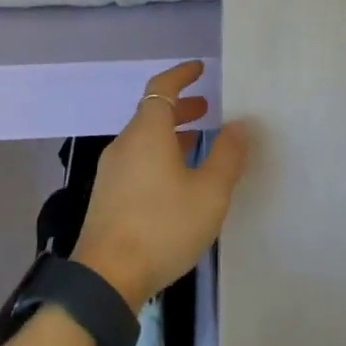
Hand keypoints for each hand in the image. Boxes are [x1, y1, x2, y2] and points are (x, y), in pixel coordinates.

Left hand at [74, 62, 248, 306]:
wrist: (107, 275)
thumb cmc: (162, 226)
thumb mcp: (208, 193)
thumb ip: (226, 156)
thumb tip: (239, 124)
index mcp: (147, 133)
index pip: (161, 89)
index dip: (181, 75)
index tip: (199, 69)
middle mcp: (125, 144)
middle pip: (151, 113)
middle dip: (180, 108)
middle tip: (207, 111)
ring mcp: (112, 170)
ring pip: (143, 139)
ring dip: (169, 134)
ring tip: (196, 144)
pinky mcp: (107, 195)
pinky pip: (136, 160)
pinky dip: (158, 155)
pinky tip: (174, 180)